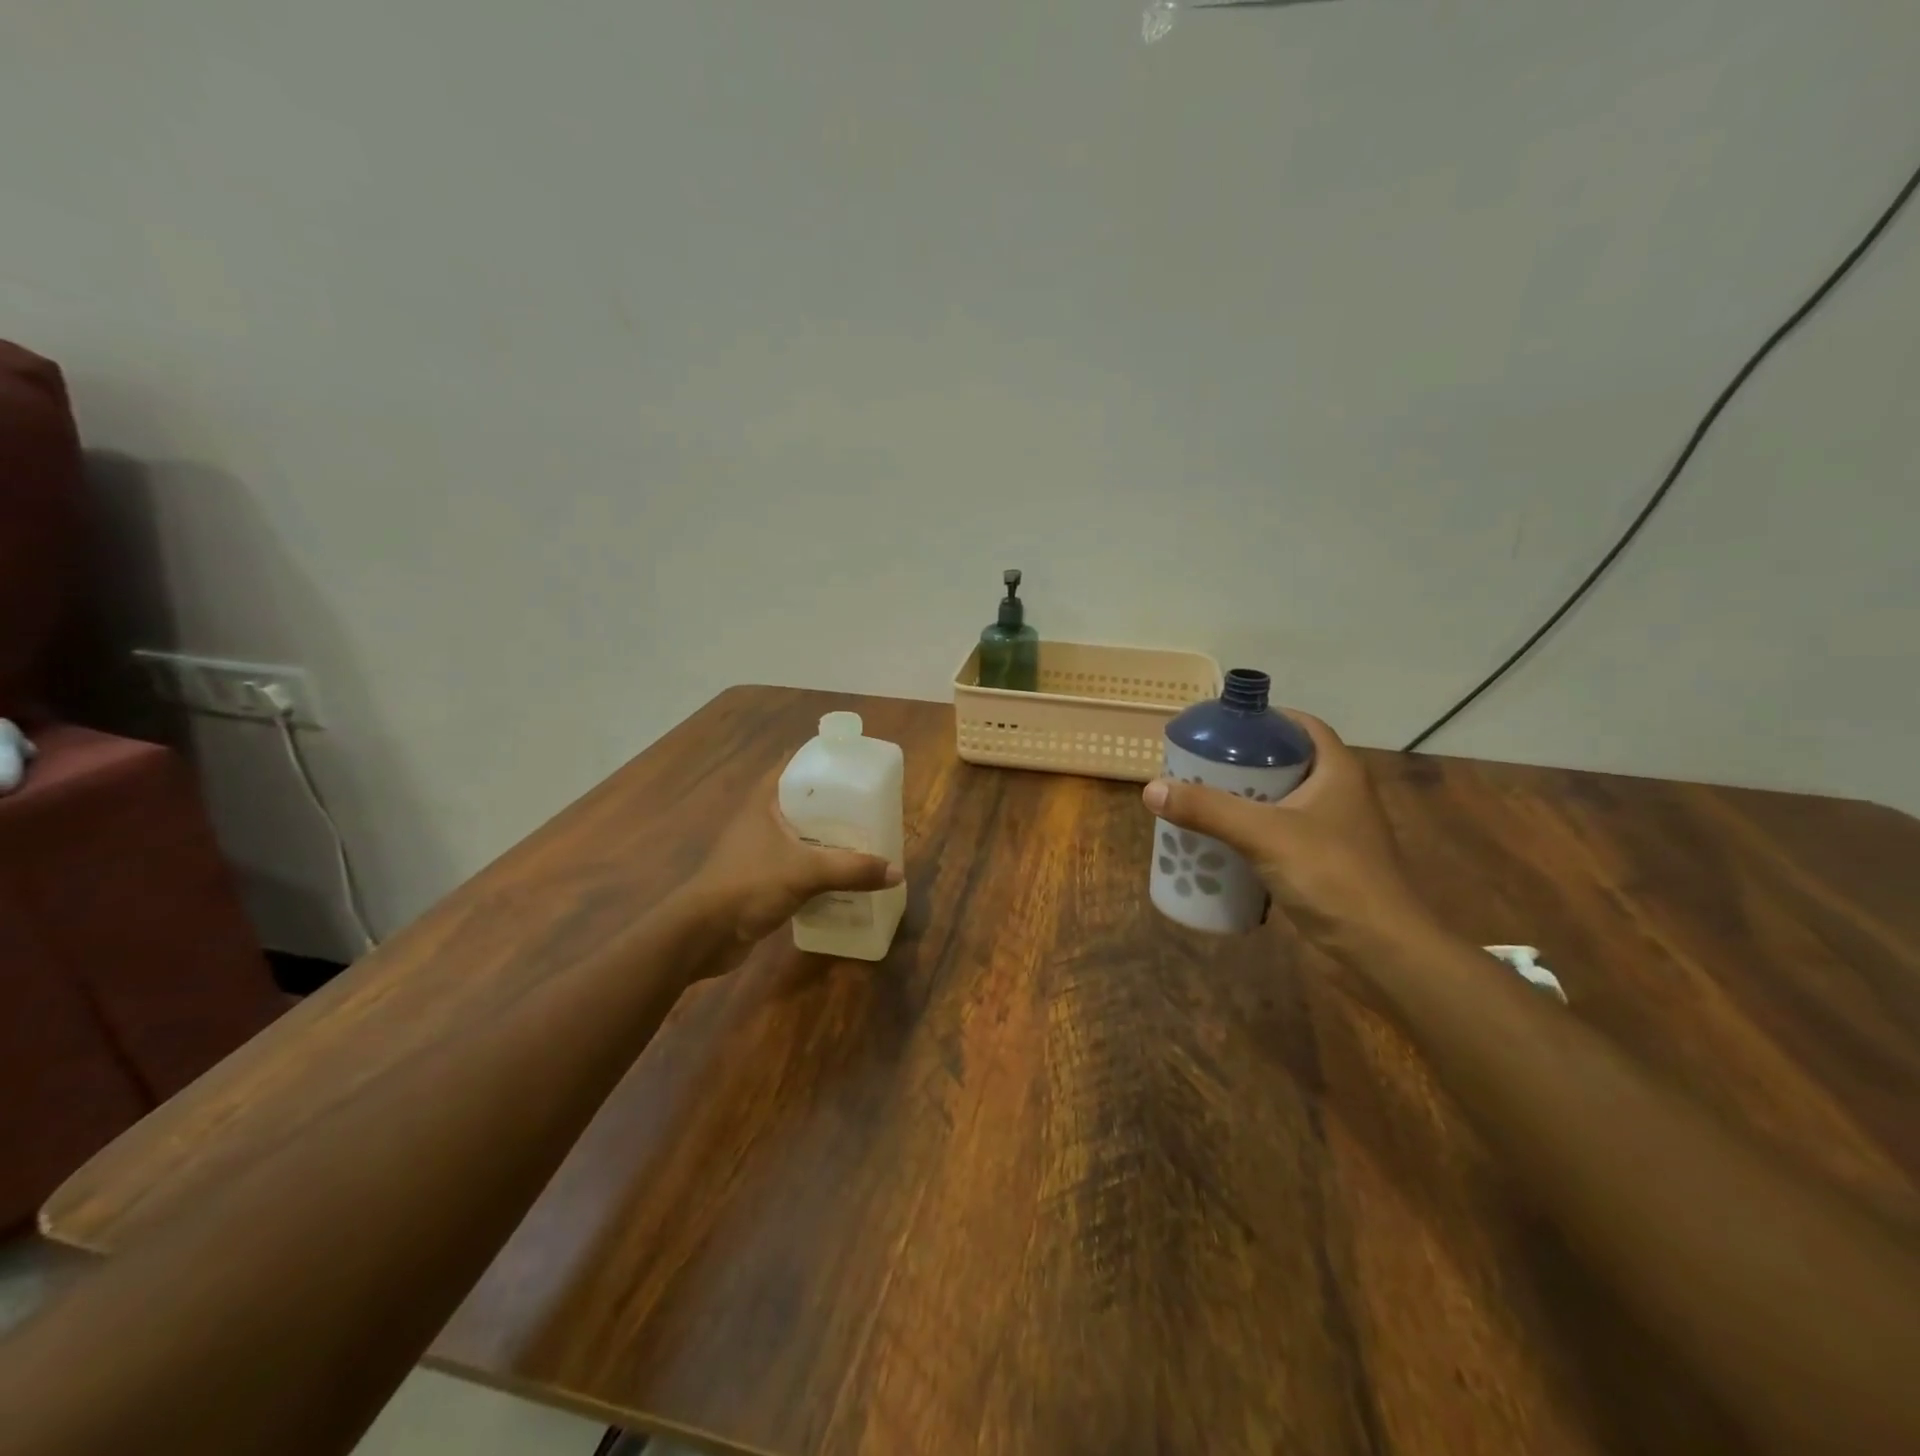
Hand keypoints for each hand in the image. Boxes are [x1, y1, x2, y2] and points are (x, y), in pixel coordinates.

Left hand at [684, 776, 902, 965]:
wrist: (704, 934)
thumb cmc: (749, 884)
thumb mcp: (806, 872)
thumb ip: (852, 870)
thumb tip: (897, 871)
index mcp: (765, 801)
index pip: (794, 765)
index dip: (823, 761)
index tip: (854, 766)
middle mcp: (762, 820)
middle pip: (804, 802)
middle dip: (836, 805)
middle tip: (871, 807)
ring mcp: (761, 850)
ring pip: (803, 836)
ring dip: (830, 839)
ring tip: (866, 841)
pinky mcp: (763, 879)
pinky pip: (800, 865)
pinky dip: (821, 868)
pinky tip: (845, 876)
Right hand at [1142, 710, 1434, 961]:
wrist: (1380, 948)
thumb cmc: (1331, 875)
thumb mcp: (1263, 834)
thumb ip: (1208, 810)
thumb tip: (1152, 789)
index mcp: (1338, 771)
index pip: (1303, 726)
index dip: (1266, 719)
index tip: (1225, 725)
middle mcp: (1339, 794)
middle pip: (1287, 763)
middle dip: (1244, 761)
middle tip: (1201, 763)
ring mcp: (1332, 832)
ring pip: (1282, 801)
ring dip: (1245, 799)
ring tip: (1202, 798)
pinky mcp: (1322, 864)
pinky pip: (1280, 835)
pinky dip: (1252, 833)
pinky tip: (1222, 842)